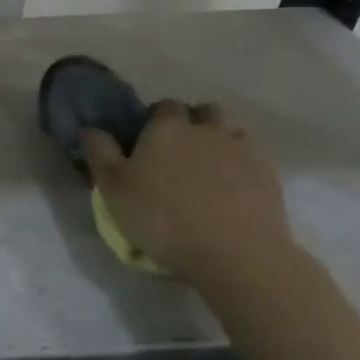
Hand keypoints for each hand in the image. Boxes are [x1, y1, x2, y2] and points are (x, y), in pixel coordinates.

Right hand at [82, 100, 296, 287]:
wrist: (235, 252)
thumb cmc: (162, 218)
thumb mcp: (113, 190)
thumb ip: (100, 154)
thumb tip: (91, 129)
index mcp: (167, 127)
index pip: (163, 106)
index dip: (155, 120)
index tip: (147, 143)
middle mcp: (207, 129)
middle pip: (203, 112)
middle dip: (192, 125)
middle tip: (178, 155)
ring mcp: (242, 150)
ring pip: (230, 133)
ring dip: (219, 144)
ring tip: (207, 174)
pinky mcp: (268, 175)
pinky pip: (251, 160)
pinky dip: (240, 169)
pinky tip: (231, 193)